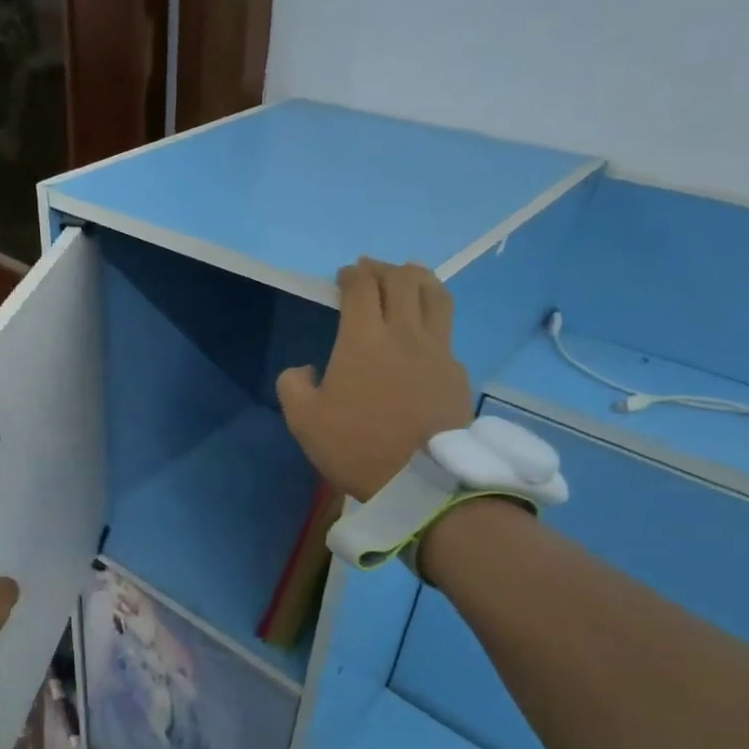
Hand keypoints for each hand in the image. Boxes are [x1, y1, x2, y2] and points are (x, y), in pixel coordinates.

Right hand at [276, 258, 473, 500]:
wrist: (421, 479)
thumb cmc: (356, 446)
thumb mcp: (304, 421)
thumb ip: (293, 385)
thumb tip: (304, 370)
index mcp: (363, 338)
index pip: (362, 287)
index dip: (352, 275)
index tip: (344, 277)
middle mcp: (404, 332)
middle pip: (401, 280)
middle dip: (383, 268)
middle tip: (371, 270)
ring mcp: (437, 349)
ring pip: (434, 295)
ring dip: (419, 277)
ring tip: (410, 274)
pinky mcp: (456, 370)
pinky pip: (446, 328)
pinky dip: (434, 313)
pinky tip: (427, 325)